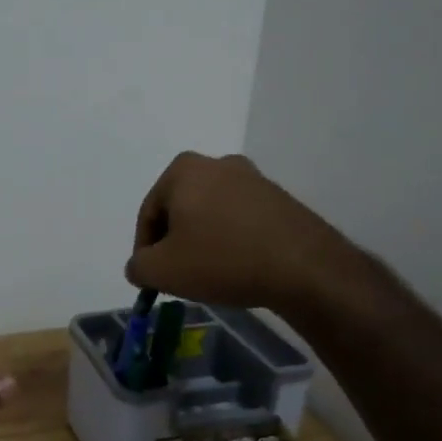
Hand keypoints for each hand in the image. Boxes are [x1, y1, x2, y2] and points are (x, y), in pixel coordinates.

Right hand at [126, 152, 365, 311]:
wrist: (303, 267)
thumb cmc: (221, 260)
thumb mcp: (162, 271)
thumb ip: (138, 266)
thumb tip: (140, 266)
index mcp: (183, 170)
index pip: (148, 213)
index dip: (145, 250)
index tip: (152, 278)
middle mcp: (217, 163)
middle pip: (180, 209)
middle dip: (174, 242)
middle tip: (178, 275)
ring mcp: (253, 178)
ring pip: (210, 214)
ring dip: (203, 241)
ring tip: (209, 274)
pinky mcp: (279, 197)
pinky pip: (240, 219)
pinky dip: (231, 240)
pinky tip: (237, 267)